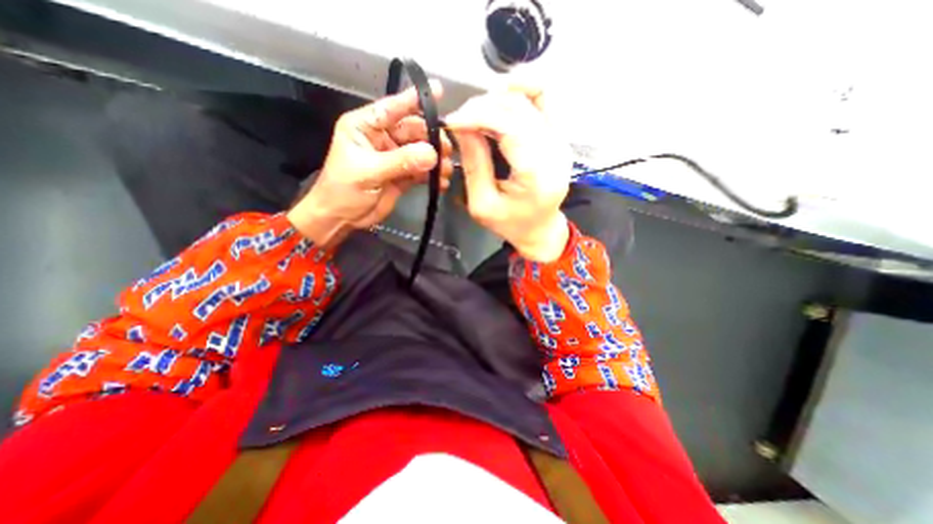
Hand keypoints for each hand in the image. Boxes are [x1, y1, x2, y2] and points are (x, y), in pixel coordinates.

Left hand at [291, 79, 451, 246]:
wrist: (342, 218)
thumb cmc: (343, 190)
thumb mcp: (368, 172)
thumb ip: (400, 161)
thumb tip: (432, 154)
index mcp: (366, 127)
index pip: (392, 108)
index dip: (414, 100)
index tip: (438, 91)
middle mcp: (382, 138)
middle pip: (413, 130)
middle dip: (431, 138)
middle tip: (446, 150)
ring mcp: (395, 157)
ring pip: (421, 152)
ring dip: (435, 160)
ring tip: (446, 170)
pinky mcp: (403, 175)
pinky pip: (422, 171)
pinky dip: (433, 176)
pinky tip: (442, 183)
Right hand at [441, 85, 567, 264]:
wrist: (540, 229)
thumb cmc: (511, 224)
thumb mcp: (482, 204)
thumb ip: (474, 164)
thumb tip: (462, 126)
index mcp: (536, 173)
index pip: (509, 125)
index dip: (478, 115)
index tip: (453, 121)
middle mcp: (554, 151)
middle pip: (518, 108)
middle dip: (483, 106)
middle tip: (460, 120)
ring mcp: (560, 141)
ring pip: (531, 98)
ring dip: (498, 98)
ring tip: (477, 113)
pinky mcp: (559, 137)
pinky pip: (543, 100)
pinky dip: (521, 91)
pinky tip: (501, 98)